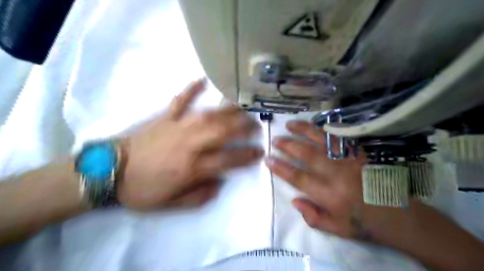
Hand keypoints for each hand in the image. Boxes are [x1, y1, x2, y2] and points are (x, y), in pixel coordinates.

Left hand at [117, 80, 262, 209]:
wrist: (108, 172)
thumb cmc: (141, 190)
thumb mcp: (171, 205)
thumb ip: (199, 196)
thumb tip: (220, 183)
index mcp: (191, 167)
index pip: (227, 160)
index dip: (246, 156)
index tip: (259, 152)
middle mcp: (189, 144)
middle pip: (223, 132)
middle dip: (243, 127)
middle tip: (256, 125)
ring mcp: (177, 127)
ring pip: (208, 115)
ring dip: (228, 109)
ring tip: (243, 105)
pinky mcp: (164, 118)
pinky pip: (180, 100)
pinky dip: (191, 89)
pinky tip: (202, 79)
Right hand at [269, 120, 411, 240]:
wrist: (402, 217)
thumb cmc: (365, 224)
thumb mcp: (337, 229)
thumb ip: (313, 216)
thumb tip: (294, 200)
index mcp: (330, 195)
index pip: (299, 178)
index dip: (281, 168)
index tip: (268, 159)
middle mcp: (338, 174)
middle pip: (308, 155)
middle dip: (288, 145)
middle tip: (275, 139)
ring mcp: (351, 160)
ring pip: (323, 141)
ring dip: (304, 131)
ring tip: (290, 125)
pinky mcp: (361, 153)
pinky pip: (340, 137)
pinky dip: (326, 129)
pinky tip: (316, 125)